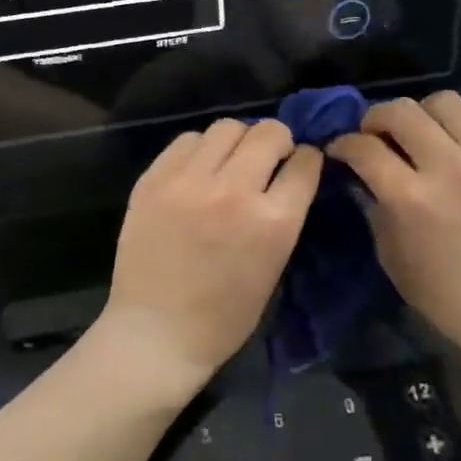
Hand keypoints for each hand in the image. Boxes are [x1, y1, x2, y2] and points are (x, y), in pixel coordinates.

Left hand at [100, 118, 322, 390]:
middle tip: (267, 161)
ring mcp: (188, 182)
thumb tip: (287, 176)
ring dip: (237, 141)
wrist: (156, 333)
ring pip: (226, 127)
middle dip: (277, 142)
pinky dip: (199, 150)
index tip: (299, 166)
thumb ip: (283, 216)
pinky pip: (186, 141)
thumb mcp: (273, 267)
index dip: (306, 161)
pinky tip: (197, 171)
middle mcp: (233, 191)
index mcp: (273, 221)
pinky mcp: (153, 180)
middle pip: (268, 133)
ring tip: (229, 163)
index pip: (305, 162)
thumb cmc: (224, 317)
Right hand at [328, 93, 460, 357]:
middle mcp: (447, 169)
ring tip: (421, 132)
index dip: (343, 144)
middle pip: (401, 111)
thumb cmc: (442, 293)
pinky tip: (460, 138)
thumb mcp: (390, 255)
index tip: (339, 150)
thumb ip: (373, 208)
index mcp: (410, 199)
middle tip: (375, 135)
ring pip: (446, 102)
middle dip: (376, 118)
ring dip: (423, 112)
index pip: (364, 148)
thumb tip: (360, 176)